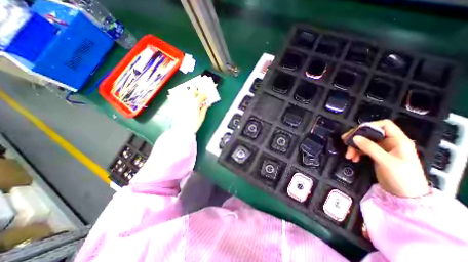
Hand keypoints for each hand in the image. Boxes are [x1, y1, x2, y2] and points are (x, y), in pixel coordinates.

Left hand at [170, 92, 208, 132]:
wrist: (182, 130)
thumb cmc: (194, 124)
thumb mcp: (201, 117)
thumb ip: (204, 109)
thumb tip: (208, 104)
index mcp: (195, 103)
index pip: (201, 95)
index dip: (204, 95)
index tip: (206, 97)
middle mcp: (188, 100)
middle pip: (191, 91)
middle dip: (196, 91)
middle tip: (198, 96)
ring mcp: (181, 102)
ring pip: (185, 93)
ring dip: (189, 93)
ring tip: (191, 97)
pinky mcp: (176, 105)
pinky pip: (178, 97)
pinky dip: (180, 96)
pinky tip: (183, 100)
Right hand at [343, 120, 428, 197]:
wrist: (405, 195)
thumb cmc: (402, 177)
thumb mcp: (386, 161)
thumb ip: (370, 148)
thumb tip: (354, 137)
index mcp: (398, 140)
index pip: (384, 125)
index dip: (369, 126)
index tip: (355, 133)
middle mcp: (390, 142)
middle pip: (370, 133)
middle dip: (356, 138)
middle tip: (345, 142)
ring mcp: (382, 149)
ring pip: (364, 141)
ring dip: (354, 147)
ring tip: (349, 155)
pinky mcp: (376, 155)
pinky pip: (363, 149)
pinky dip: (356, 152)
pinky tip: (353, 158)